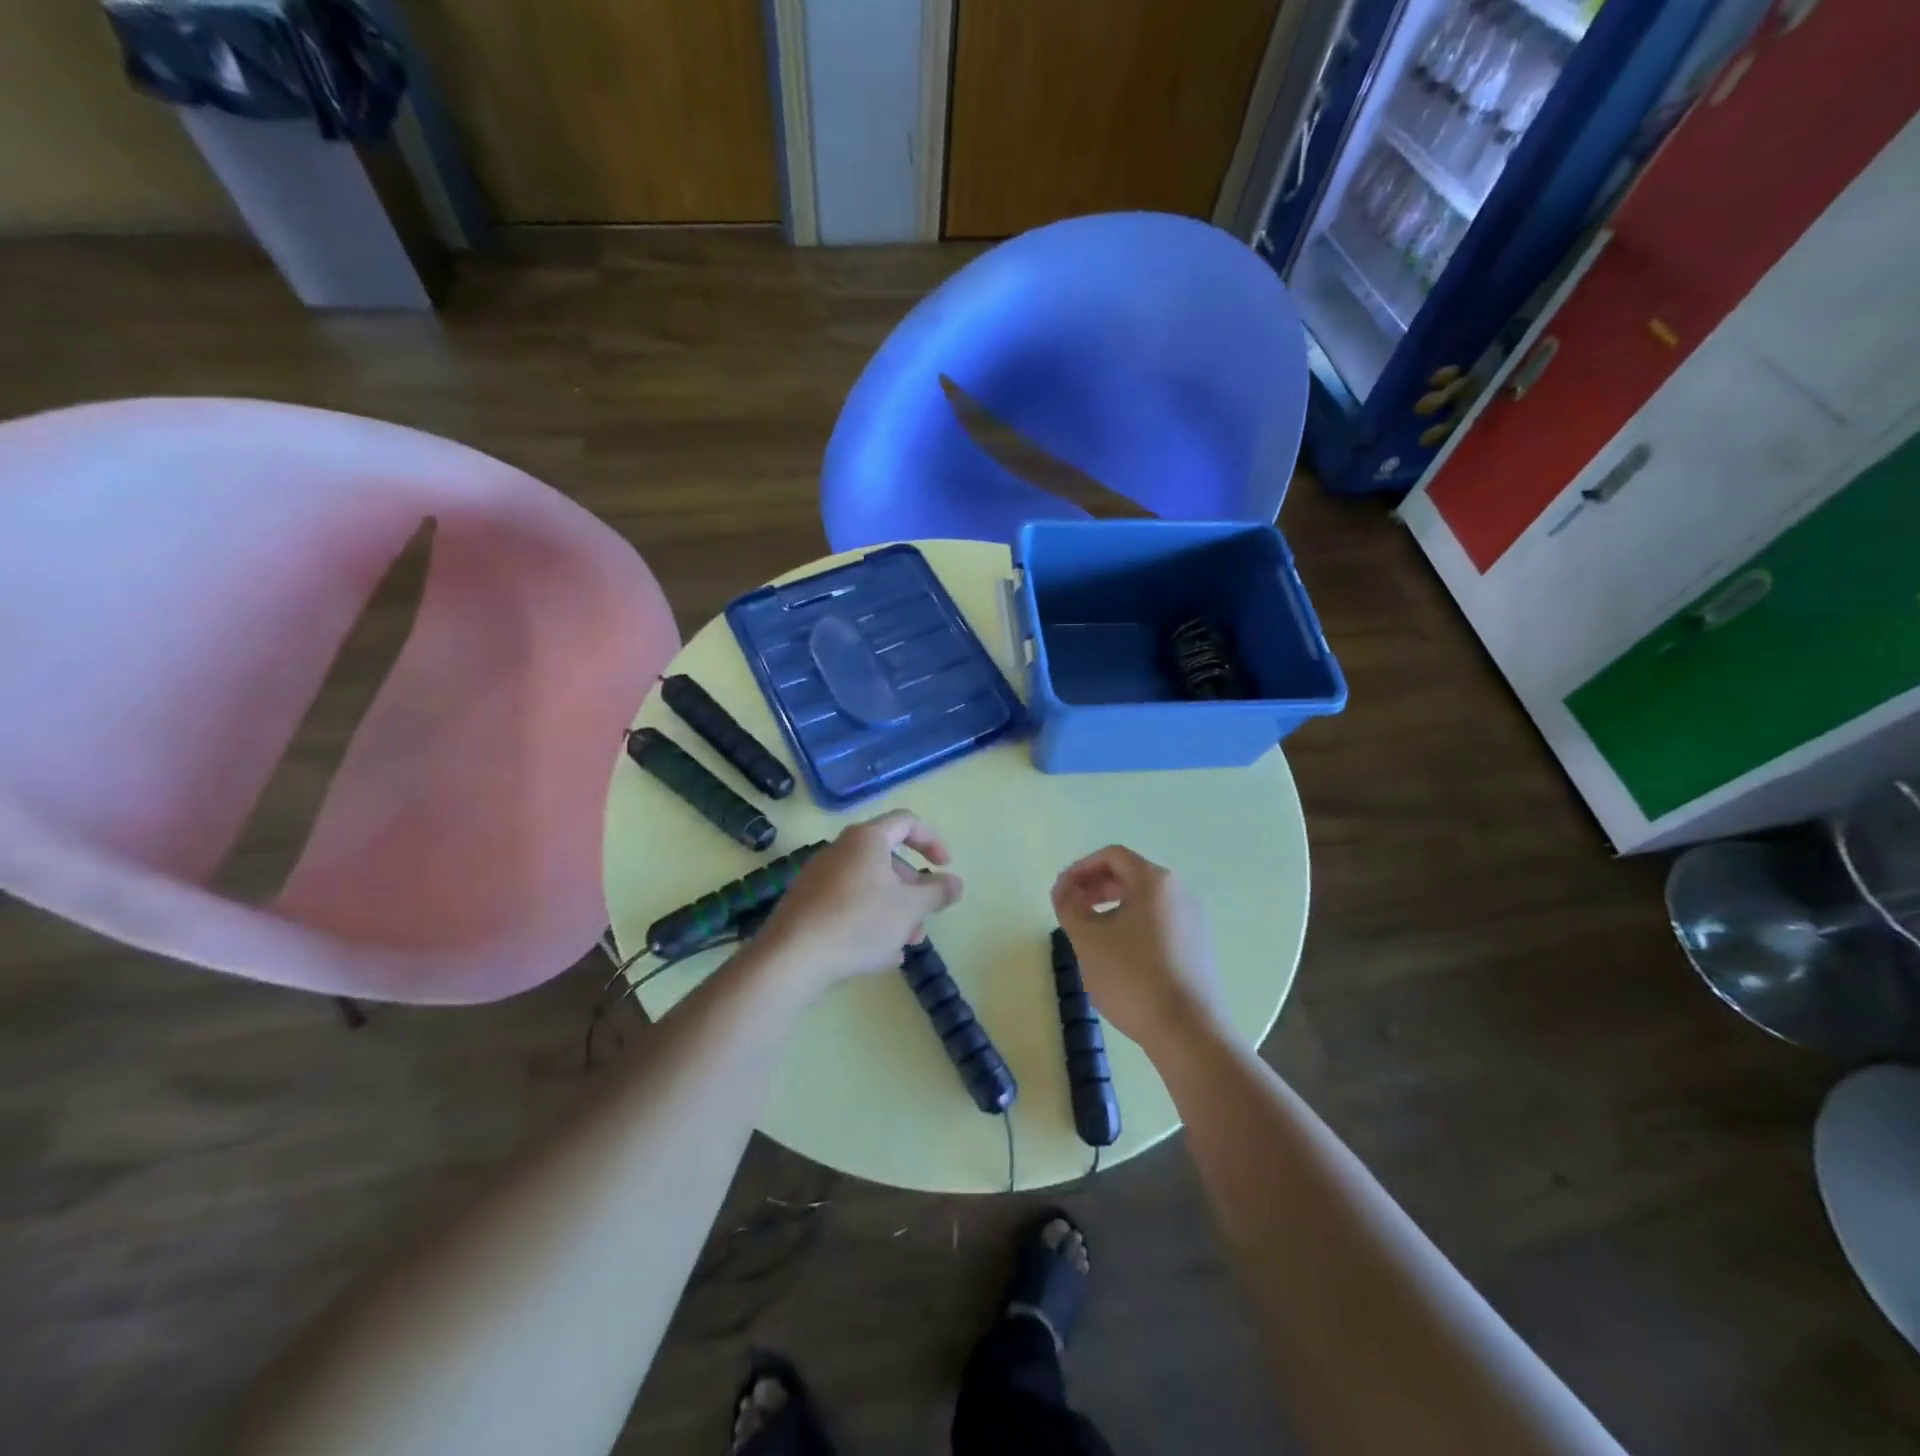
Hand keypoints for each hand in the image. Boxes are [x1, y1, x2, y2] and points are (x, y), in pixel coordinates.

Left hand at [754, 810, 962, 992]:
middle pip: (886, 858)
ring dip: (893, 910)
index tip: (945, 866)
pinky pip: (846, 905)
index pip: (906, 822)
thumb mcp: (910, 908)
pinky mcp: (805, 904)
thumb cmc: (859, 923)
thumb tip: (956, 882)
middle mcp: (840, 850)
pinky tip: (878, 955)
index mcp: (867, 839)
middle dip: (912, 888)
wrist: (791, 958)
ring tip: (904, 944)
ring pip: (868, 886)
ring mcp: (819, 877)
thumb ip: (938, 892)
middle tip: (924, 917)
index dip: (931, 840)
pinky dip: (868, 921)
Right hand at [1051, 845, 1223, 1053]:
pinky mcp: (1197, 947)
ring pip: (1144, 901)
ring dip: (1111, 907)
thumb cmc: (1133, 977)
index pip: (1113, 856)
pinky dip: (1132, 925)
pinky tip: (1117, 956)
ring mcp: (1193, 921)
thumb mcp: (1088, 939)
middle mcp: (1180, 893)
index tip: (1061, 890)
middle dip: (1095, 887)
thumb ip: (1069, 906)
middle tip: (1070, 909)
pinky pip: (1158, 922)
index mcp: (1155, 882)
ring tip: (1089, 934)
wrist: (1189, 1032)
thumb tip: (1064, 888)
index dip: (1080, 868)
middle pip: (1130, 875)